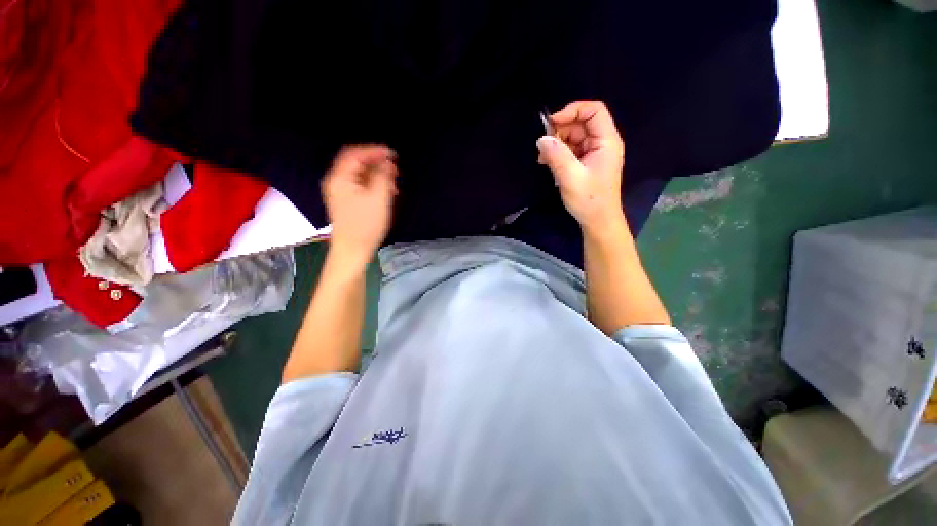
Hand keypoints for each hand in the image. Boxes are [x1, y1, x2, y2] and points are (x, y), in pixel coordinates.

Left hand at [322, 145, 397, 265]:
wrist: (353, 250)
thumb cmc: (366, 225)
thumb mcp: (379, 198)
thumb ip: (384, 176)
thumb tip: (387, 163)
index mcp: (340, 178)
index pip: (355, 153)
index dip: (375, 151)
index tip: (393, 155)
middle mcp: (336, 182)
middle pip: (356, 163)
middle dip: (376, 163)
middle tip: (394, 170)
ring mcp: (339, 193)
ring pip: (359, 175)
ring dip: (376, 175)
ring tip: (393, 183)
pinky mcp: (345, 203)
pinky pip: (359, 186)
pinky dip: (372, 185)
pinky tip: (385, 193)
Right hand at [536, 101, 625, 233]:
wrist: (598, 221)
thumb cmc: (589, 200)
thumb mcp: (570, 177)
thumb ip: (556, 155)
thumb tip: (541, 138)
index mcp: (607, 141)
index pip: (593, 111)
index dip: (572, 111)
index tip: (551, 123)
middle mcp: (602, 143)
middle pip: (581, 123)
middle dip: (561, 130)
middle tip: (543, 145)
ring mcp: (594, 153)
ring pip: (574, 137)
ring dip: (557, 143)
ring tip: (543, 158)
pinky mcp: (586, 163)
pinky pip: (571, 150)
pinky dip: (559, 153)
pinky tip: (548, 163)